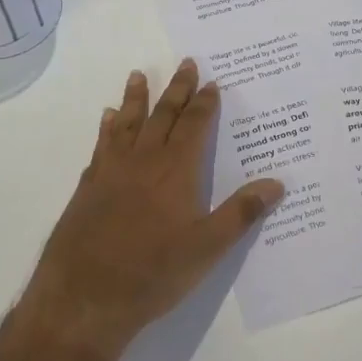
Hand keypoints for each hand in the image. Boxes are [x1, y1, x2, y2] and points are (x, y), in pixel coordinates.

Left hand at [19, 60, 283, 360]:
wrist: (84, 297)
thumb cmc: (153, 273)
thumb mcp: (207, 249)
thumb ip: (241, 213)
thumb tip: (277, 183)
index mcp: (176, 170)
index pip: (194, 126)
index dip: (204, 103)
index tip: (212, 82)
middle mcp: (143, 161)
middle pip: (162, 115)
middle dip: (176, 89)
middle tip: (184, 63)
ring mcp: (111, 171)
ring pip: (127, 124)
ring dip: (135, 99)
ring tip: (137, 76)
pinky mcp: (88, 187)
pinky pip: (101, 145)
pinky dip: (107, 128)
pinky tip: (106, 120)